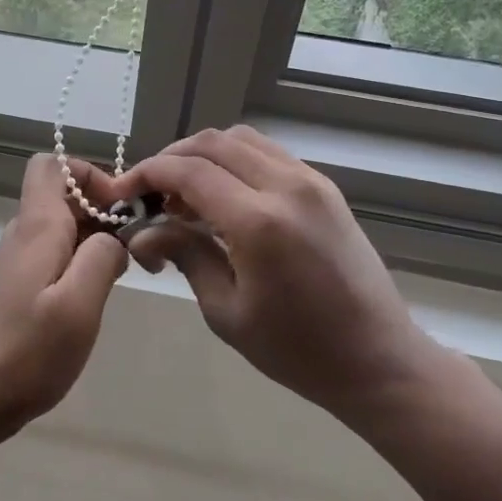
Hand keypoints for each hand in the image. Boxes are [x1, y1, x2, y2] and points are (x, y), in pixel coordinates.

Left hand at [0, 153, 129, 436]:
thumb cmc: (31, 351)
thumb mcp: (79, 303)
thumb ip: (102, 257)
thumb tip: (114, 236)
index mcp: (37, 227)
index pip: (52, 165)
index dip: (88, 173)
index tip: (119, 206)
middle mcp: (25, 233)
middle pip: (64, 195)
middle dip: (103, 209)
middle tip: (137, 246)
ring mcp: (20, 259)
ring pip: (64, 225)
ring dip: (97, 237)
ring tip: (127, 271)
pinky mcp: (21, 284)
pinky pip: (57, 252)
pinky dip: (83, 259)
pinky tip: (99, 292)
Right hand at [114, 127, 444, 423]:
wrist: (379, 360)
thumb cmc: (297, 350)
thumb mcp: (226, 310)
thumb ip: (183, 255)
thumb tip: (140, 233)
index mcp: (259, 221)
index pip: (188, 171)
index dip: (147, 174)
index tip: (122, 193)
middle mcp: (287, 186)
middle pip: (213, 143)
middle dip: (171, 159)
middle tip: (149, 194)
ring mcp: (311, 182)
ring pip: (242, 140)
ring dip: (204, 156)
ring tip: (184, 197)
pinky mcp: (325, 188)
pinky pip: (268, 154)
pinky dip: (235, 162)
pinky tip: (223, 199)